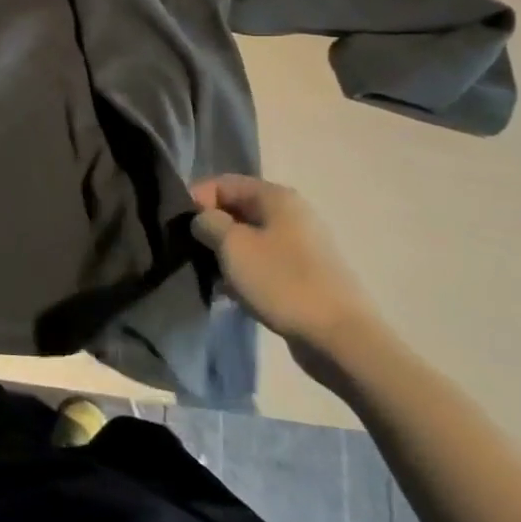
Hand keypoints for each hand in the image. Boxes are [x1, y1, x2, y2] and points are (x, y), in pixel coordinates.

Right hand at [189, 175, 381, 367]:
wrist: (341, 338)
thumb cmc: (282, 282)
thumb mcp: (232, 246)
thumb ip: (207, 223)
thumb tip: (202, 220)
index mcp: (276, 197)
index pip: (222, 183)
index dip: (196, 199)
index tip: (179, 227)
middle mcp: (291, 213)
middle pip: (236, 209)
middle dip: (210, 228)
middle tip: (190, 252)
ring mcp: (301, 244)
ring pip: (249, 238)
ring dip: (225, 253)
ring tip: (208, 275)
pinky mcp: (304, 273)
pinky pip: (263, 262)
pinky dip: (244, 272)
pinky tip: (230, 293)